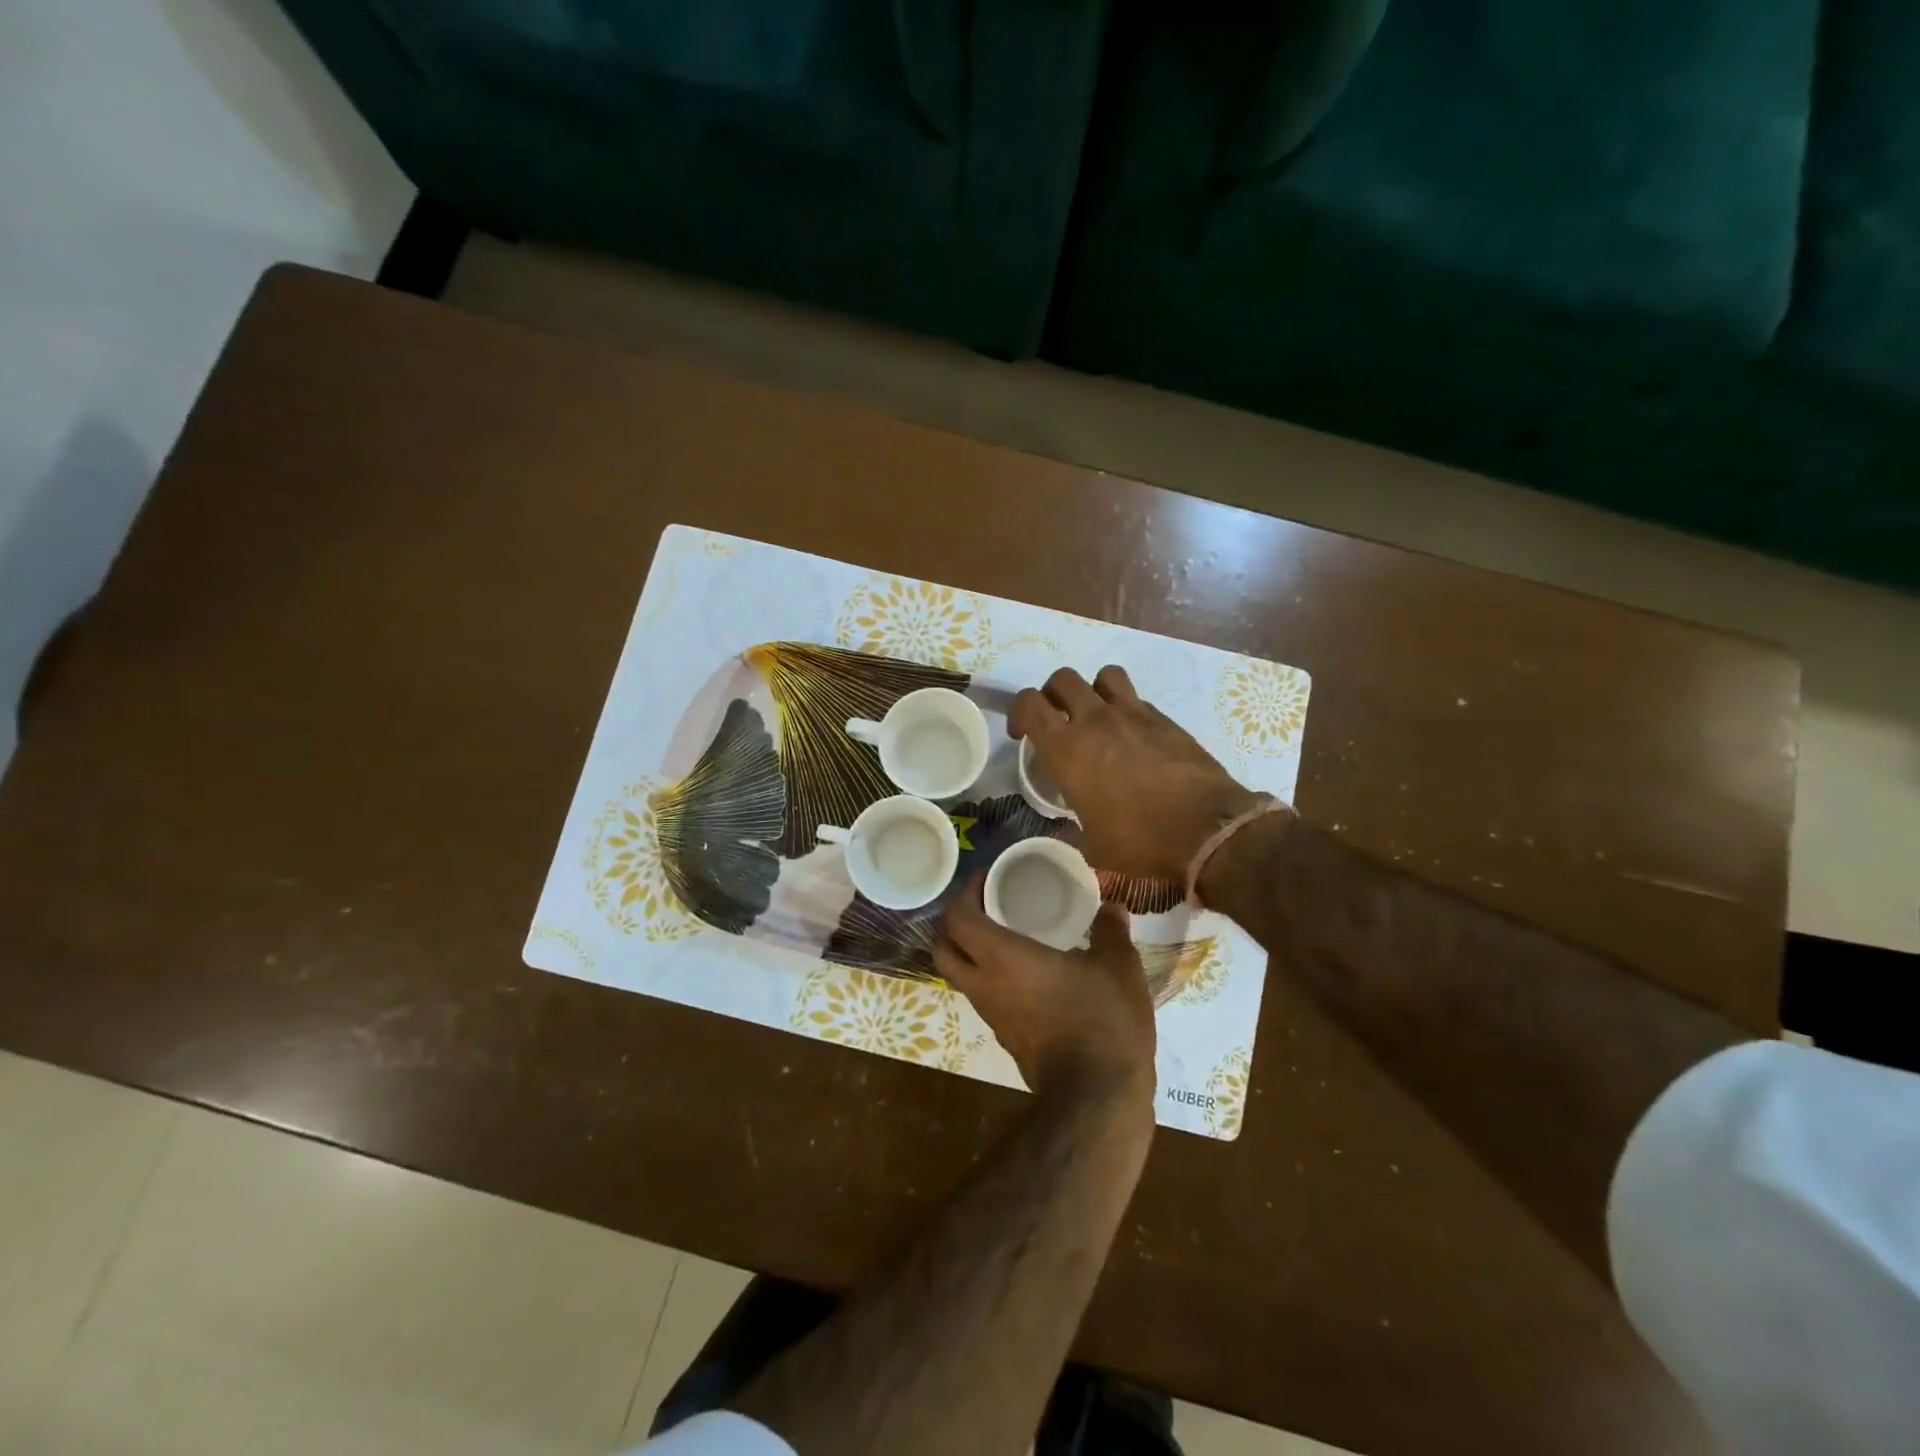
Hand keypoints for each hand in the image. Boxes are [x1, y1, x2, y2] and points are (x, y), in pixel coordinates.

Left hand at [934, 875, 1154, 1107]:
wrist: (1097, 1098)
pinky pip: (982, 996)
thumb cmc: (1102, 1020)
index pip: (956, 918)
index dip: (964, 892)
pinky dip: (989, 976)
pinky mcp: (1004, 1037)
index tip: (988, 877)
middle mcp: (984, 984)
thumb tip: (1111, 907)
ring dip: (969, 951)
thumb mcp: (1118, 966)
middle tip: (986, 905)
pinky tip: (1026, 971)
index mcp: (1002, 957)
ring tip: (1006, 934)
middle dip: (954, 922)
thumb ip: (1111, 931)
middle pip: (941, 948)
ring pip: (958, 975)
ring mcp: (991, 1015)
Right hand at [1010, 667, 1259, 883]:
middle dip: (1052, 695)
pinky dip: (1127, 710)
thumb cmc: (1140, 840)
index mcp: (1067, 748)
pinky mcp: (1165, 719)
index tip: (1023, 735)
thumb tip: (1074, 826)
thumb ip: (1075, 824)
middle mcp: (1096, 720)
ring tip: (1096, 717)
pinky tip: (1134, 738)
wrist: (1207, 829)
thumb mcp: (1092, 844)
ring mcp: (1133, 714)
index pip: (1029, 703)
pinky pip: (1136, 699)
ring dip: (1093, 690)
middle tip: (1057, 720)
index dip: (1019, 713)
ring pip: (1103, 676)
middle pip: (1063, 679)